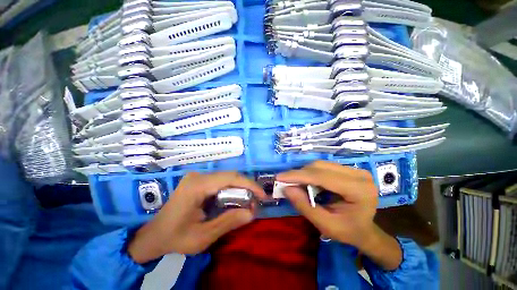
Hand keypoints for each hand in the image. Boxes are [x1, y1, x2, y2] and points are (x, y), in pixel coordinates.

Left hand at [128, 172, 265, 263]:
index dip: (250, 185)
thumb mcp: (203, 237)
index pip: (230, 178)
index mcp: (197, 186)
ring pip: (227, 178)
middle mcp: (198, 176)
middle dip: (246, 187)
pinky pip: (221, 182)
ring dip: (240, 189)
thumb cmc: (174, 238)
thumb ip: (228, 222)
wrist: (153, 235)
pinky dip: (231, 190)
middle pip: (230, 176)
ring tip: (248, 202)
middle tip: (256, 201)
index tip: (262, 195)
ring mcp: (198, 177)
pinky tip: (235, 199)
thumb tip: (252, 213)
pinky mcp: (199, 181)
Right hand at [276, 161, 377, 247]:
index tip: (279, 177)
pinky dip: (310, 173)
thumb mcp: (325, 225)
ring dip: (304, 173)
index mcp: (359, 190)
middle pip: (320, 167)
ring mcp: (354, 169)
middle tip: (284, 182)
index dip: (298, 175)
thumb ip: (304, 206)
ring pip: (320, 164)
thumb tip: (286, 189)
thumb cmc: (348, 231)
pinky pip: (323, 166)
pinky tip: (306, 181)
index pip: (322, 177)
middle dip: (299, 174)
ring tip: (294, 183)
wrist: (365, 229)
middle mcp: (359, 174)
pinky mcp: (348, 168)